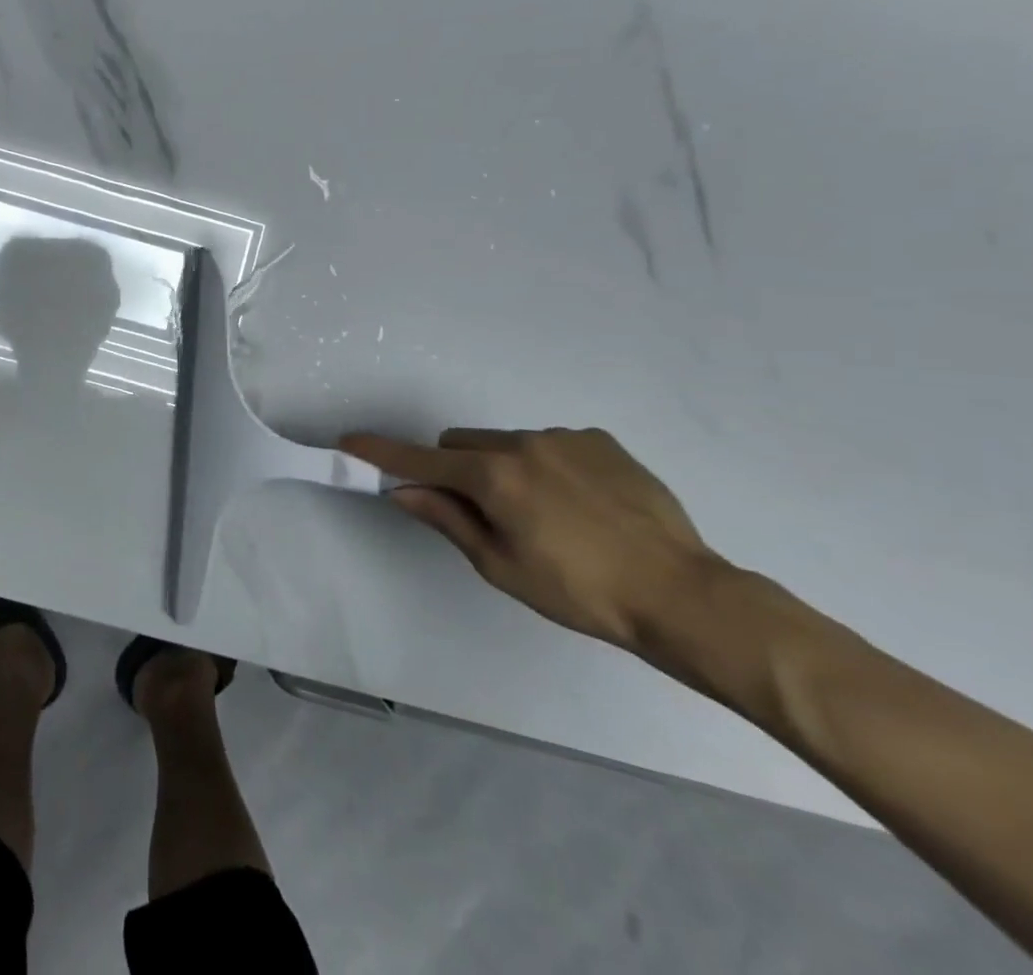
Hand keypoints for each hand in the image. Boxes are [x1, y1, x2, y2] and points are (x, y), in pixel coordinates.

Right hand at [341, 426, 724, 650]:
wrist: (683, 595)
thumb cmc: (580, 592)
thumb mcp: (501, 566)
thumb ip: (448, 519)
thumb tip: (404, 490)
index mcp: (493, 476)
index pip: (420, 458)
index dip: (381, 452)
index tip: (349, 442)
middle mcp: (522, 443)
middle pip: (461, 442)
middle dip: (456, 468)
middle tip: (482, 512)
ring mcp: (564, 437)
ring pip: (505, 442)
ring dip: (503, 467)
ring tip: (547, 516)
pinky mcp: (600, 441)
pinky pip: (550, 444)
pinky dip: (546, 466)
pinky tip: (581, 505)